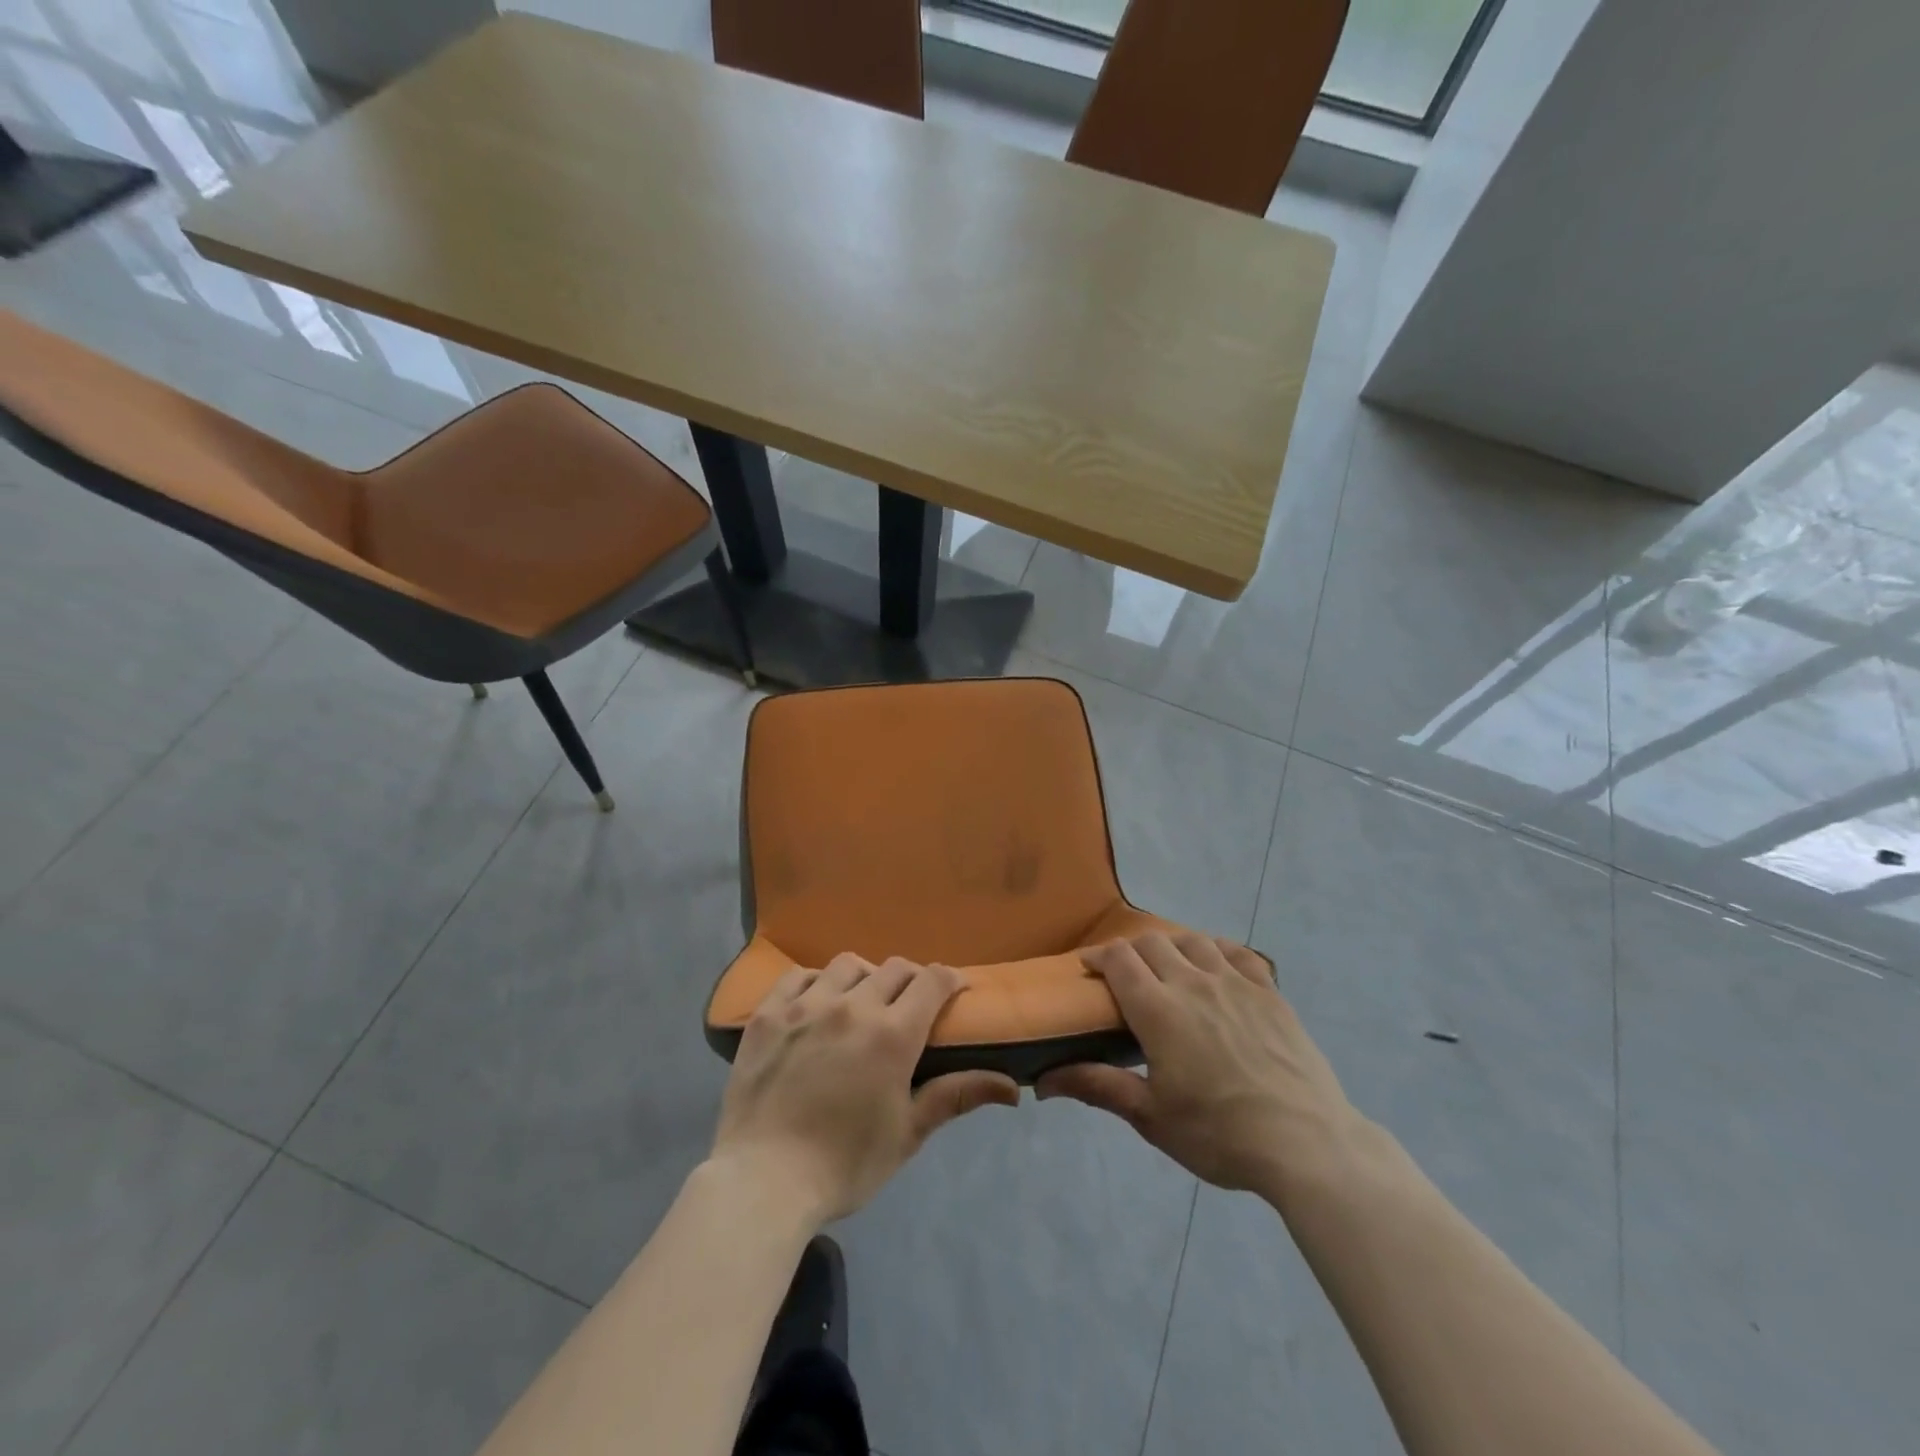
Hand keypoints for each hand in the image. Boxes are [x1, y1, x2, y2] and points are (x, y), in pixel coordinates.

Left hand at [711, 954, 1018, 1225]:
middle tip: (909, 1006)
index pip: (932, 981)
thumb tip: (1013, 1087)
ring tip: (860, 1003)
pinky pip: (798, 976)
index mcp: (892, 1034)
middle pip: (894, 968)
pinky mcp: (768, 1013)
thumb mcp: (908, 1134)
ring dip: (864, 977)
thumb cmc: (844, 1164)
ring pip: (847, 965)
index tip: (954, 990)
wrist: (762, 1183)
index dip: (949, 979)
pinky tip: (815, 1004)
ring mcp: (806, 1005)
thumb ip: (956, 1096)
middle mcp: (852, 1006)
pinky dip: (815, 983)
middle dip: (911, 980)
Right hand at [1037, 932, 1364, 1200]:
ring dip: (1172, 946)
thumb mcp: (1151, 1117)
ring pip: (1193, 941)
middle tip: (1125, 974)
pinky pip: (1238, 952)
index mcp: (1158, 1010)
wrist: (1306, 1143)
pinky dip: (1218, 949)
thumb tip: (1042, 1082)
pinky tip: (1215, 963)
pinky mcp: (1269, 992)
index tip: (1088, 967)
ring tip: (1168, 966)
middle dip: (1130, 950)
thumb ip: (1098, 1087)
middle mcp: (1193, 982)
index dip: (1099, 956)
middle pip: (1152, 943)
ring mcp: (1235, 983)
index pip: (1119, 960)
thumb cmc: (1219, 1134)